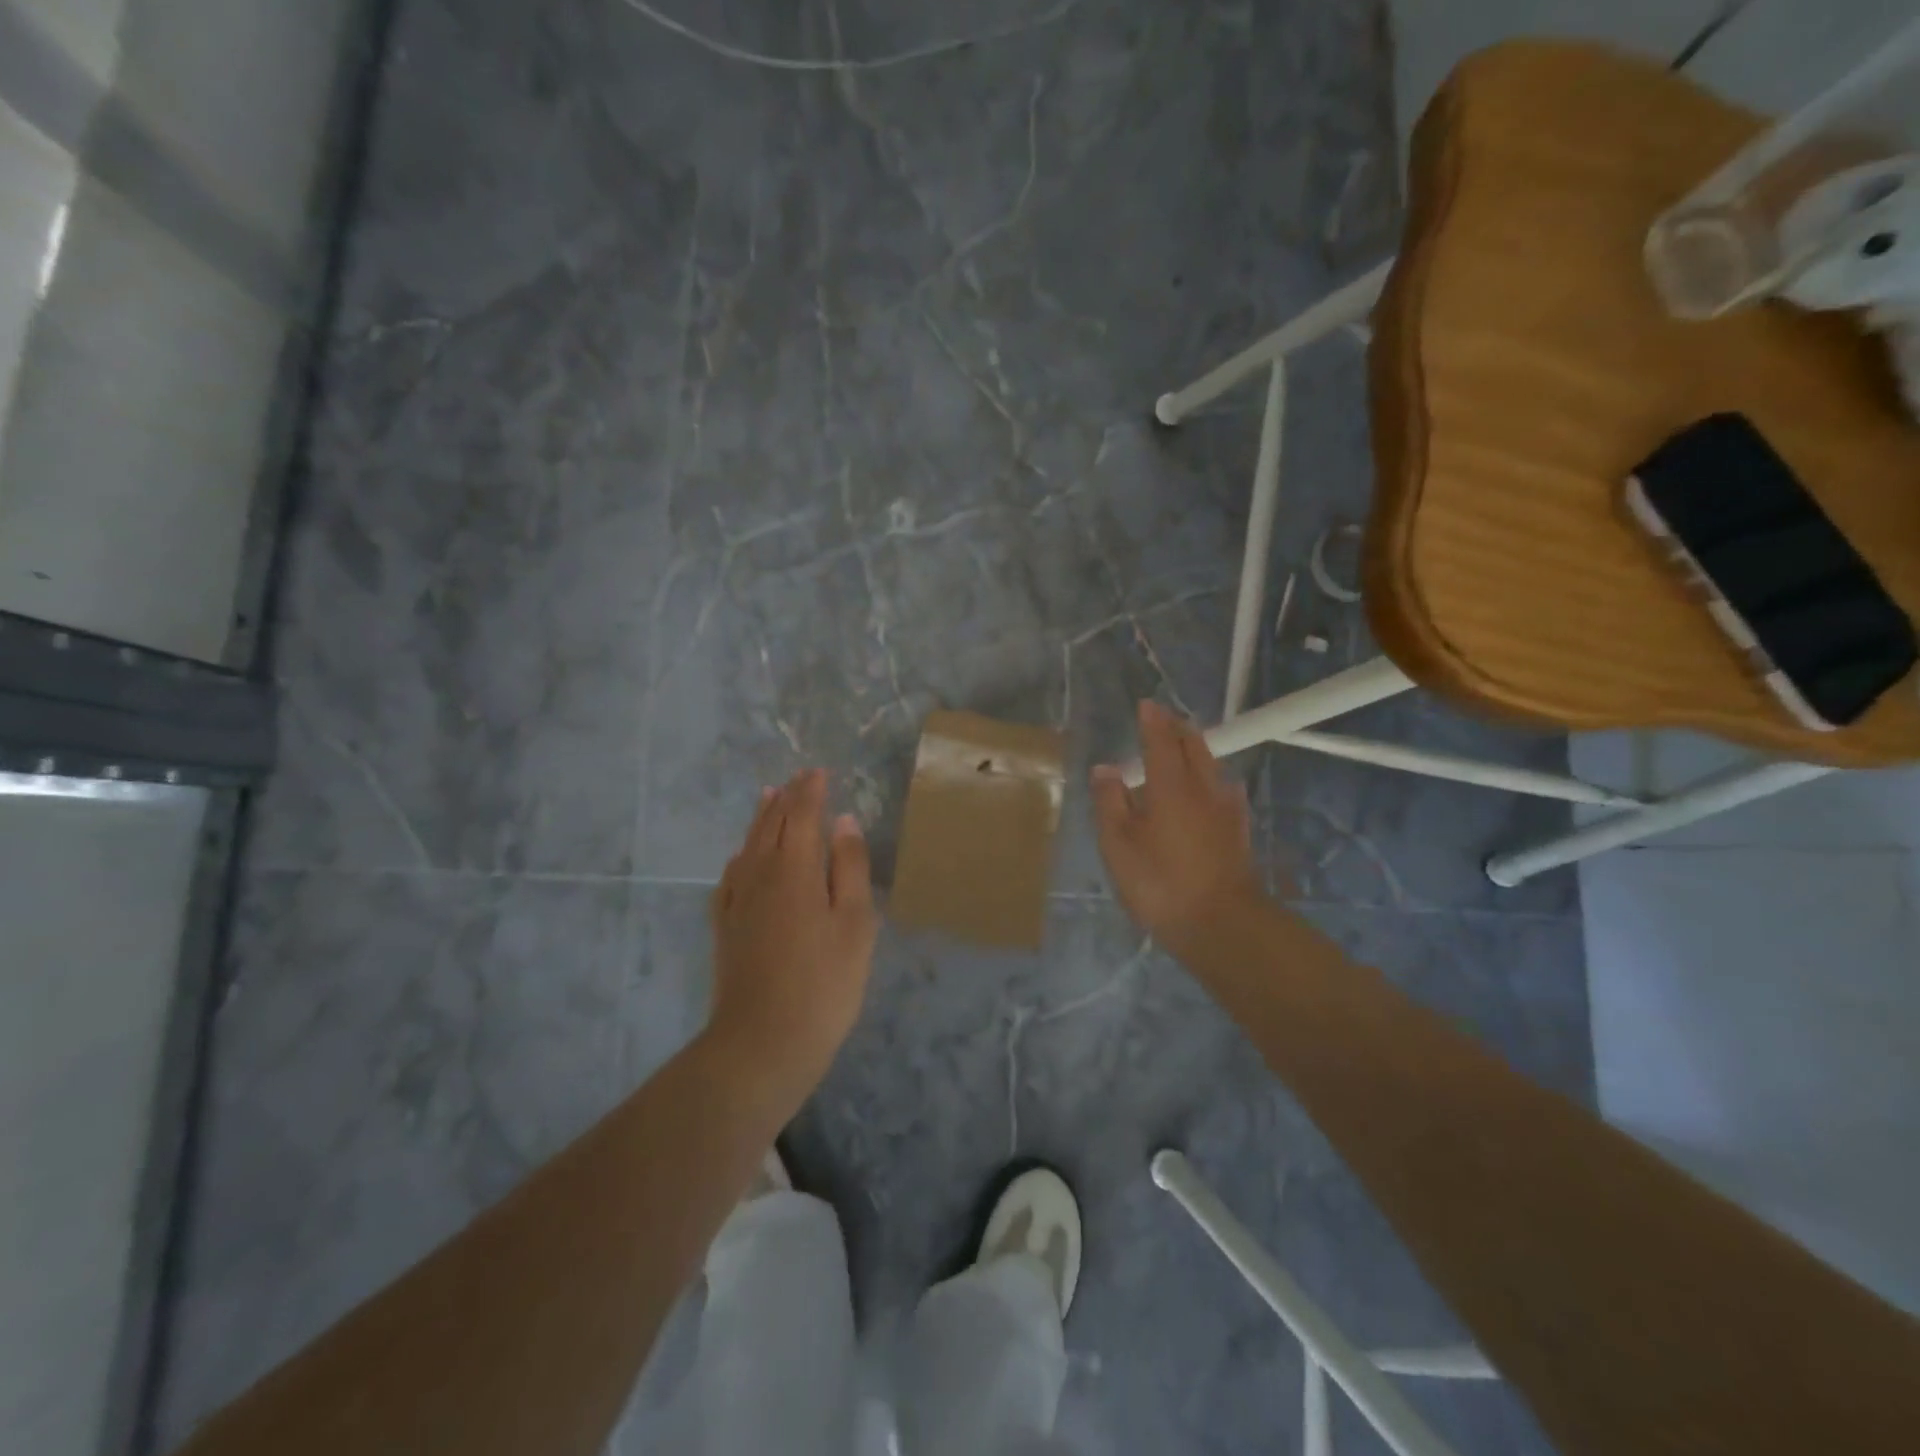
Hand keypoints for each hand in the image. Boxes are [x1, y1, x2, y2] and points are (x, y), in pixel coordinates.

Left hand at [708, 770, 878, 1099]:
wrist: (762, 1043)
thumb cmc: (824, 983)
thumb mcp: (855, 924)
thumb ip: (849, 868)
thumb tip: (843, 822)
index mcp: (795, 869)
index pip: (802, 815)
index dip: (811, 791)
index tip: (819, 772)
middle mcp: (760, 874)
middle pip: (771, 824)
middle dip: (787, 798)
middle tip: (799, 778)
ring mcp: (737, 901)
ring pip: (748, 845)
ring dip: (761, 818)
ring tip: (768, 797)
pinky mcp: (724, 926)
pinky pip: (730, 875)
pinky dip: (740, 855)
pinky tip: (741, 858)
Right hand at [1091, 701, 1261, 949]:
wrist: (1222, 924)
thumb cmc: (1160, 882)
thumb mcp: (1119, 845)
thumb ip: (1110, 802)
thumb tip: (1105, 768)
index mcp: (1170, 785)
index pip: (1161, 739)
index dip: (1153, 720)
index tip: (1146, 704)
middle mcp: (1203, 787)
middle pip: (1194, 745)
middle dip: (1178, 728)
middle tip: (1165, 720)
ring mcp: (1226, 809)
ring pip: (1212, 765)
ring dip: (1196, 750)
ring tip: (1184, 748)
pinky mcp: (1238, 831)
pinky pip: (1224, 789)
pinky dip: (1212, 778)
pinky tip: (1212, 790)